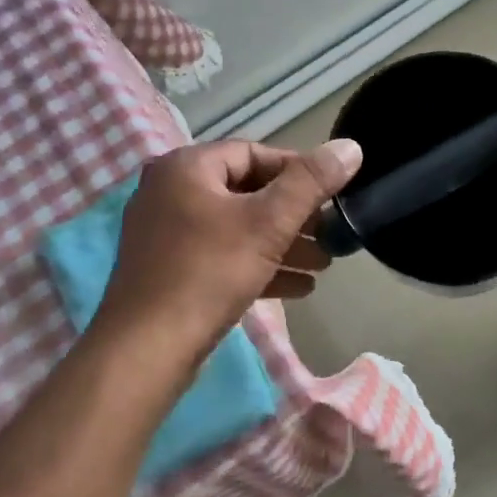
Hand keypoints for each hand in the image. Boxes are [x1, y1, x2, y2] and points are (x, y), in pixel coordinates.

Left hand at [93, 138, 363, 366]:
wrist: (146, 349)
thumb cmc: (209, 272)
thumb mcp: (268, 223)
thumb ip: (310, 182)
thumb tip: (350, 146)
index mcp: (186, 167)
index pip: (253, 153)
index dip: (298, 171)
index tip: (332, 194)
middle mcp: (170, 192)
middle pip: (246, 193)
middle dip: (295, 215)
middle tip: (332, 234)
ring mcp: (166, 234)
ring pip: (237, 229)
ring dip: (282, 244)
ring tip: (324, 264)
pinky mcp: (169, 271)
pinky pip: (221, 257)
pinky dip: (258, 266)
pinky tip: (299, 288)